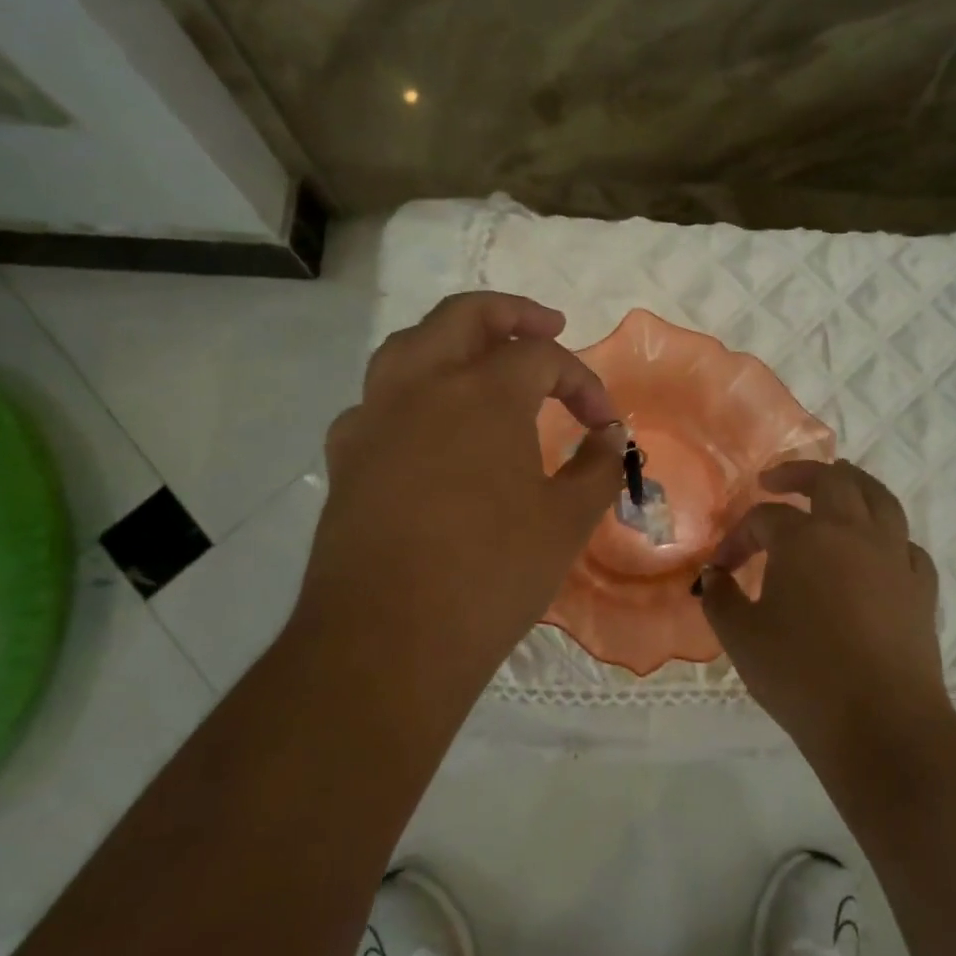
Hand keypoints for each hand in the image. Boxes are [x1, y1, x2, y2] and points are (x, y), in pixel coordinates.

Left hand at [293, 293, 627, 718]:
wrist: (388, 640)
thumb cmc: (491, 576)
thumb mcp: (565, 522)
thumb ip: (596, 467)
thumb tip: (609, 435)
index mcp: (482, 392)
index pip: (543, 357)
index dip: (583, 382)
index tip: (604, 423)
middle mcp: (421, 385)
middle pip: (464, 316)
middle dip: (513, 314)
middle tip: (547, 327)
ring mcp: (373, 417)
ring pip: (410, 345)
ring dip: (453, 340)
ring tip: (483, 361)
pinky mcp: (345, 456)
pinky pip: (378, 399)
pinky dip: (411, 393)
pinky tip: (427, 427)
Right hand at [698, 460, 948, 768]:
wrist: (880, 724)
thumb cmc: (801, 676)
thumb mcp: (741, 638)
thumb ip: (720, 598)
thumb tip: (714, 577)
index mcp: (806, 538)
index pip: (764, 518)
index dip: (737, 537)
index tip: (721, 568)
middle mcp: (853, 533)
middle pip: (831, 480)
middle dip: (798, 473)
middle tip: (775, 481)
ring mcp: (894, 557)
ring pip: (880, 498)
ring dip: (854, 484)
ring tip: (837, 484)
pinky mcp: (921, 588)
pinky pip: (905, 544)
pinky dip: (887, 537)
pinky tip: (877, 551)